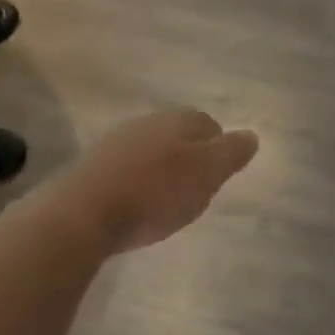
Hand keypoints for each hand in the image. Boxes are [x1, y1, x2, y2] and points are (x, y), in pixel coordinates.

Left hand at [53, 110, 258, 253]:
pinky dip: (137, 181)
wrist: (82, 213)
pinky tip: (136, 204)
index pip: (207, 123)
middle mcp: (146, 123)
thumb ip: (230, 153)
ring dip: (162, 167)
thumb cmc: (154, 193)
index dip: (219, 145)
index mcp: (177, 121)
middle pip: (177, 133)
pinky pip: (126, 168)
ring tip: (167, 198)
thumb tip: (252, 135)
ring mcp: (115, 143)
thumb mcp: (205, 175)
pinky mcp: (92, 167)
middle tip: (198, 187)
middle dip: (190, 155)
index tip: (221, 173)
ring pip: (151, 149)